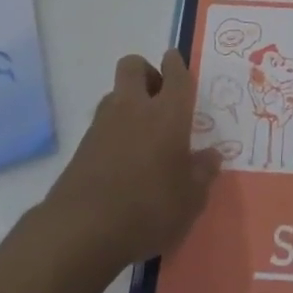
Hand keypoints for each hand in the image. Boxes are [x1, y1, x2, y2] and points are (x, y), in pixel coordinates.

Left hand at [44, 50, 221, 272]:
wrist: (81, 231)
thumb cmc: (149, 208)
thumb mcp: (190, 200)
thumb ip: (203, 173)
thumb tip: (211, 156)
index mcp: (168, 113)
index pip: (175, 74)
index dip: (176, 64)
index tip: (175, 60)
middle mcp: (134, 108)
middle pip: (134, 66)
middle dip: (146, 72)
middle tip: (159, 97)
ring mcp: (103, 125)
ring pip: (115, 94)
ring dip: (128, 102)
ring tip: (142, 133)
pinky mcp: (81, 147)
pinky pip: (102, 124)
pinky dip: (113, 131)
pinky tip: (122, 160)